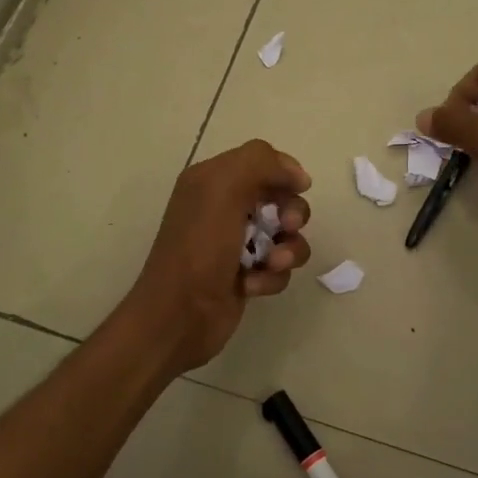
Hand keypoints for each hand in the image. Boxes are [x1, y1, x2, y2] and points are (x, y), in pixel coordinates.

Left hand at [122, 139, 312, 373]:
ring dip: (287, 250)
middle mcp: (224, 207)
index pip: (262, 161)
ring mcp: (237, 244)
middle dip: (292, 213)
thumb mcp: (223, 188)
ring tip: (271, 264)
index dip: (284, 173)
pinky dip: (271, 276)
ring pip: (286, 236)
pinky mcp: (247, 275)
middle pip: (281, 198)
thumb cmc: (199, 247)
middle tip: (286, 227)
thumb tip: (298, 175)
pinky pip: (278, 268)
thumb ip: (261, 163)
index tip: (297, 189)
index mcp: (212, 180)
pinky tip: (251, 286)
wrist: (179, 316)